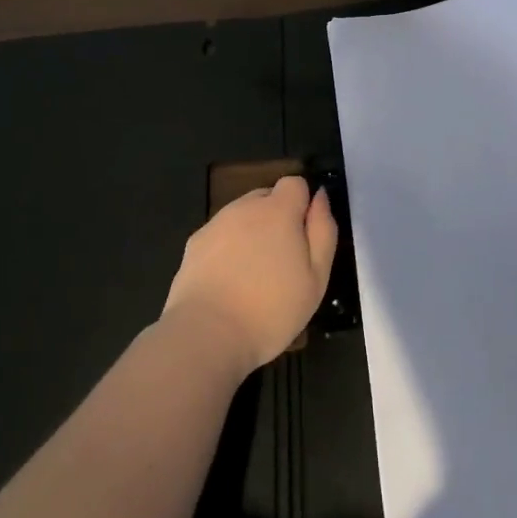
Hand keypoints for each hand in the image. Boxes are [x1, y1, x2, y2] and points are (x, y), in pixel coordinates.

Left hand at [161, 175, 336, 374]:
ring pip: (242, 217)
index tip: (303, 237)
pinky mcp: (194, 244)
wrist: (207, 334)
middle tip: (282, 262)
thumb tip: (319, 197)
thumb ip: (323, 230)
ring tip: (253, 276)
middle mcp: (244, 207)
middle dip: (277, 219)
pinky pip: (220, 236)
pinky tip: (228, 283)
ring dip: (252, 233)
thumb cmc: (271, 309)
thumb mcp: (316, 276)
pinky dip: (228, 250)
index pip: (294, 183)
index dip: (302, 205)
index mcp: (278, 210)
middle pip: (267, 198)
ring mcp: (215, 224)